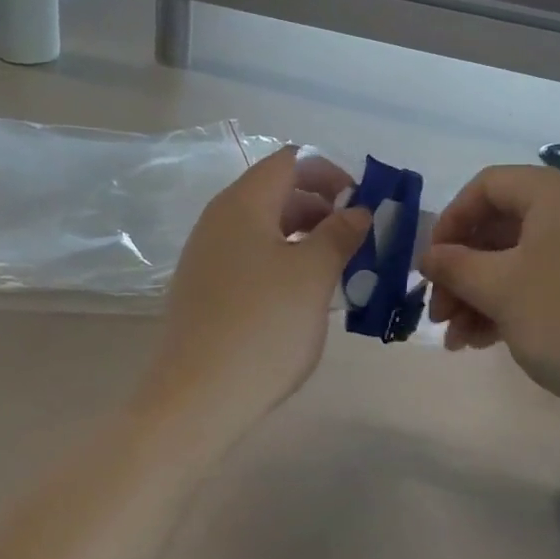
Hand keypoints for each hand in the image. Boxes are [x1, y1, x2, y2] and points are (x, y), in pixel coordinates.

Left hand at [145, 147, 370, 434]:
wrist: (196, 398)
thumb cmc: (263, 326)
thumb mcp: (313, 275)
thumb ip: (340, 233)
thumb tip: (358, 211)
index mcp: (243, 203)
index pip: (290, 161)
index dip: (330, 172)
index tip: (363, 203)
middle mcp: (219, 219)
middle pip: (277, 192)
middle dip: (322, 206)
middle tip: (358, 238)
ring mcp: (207, 255)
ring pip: (265, 227)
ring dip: (305, 236)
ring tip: (339, 267)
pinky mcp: (205, 288)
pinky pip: (250, 256)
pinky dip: (283, 260)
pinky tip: (304, 294)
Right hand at [420, 166, 559, 424]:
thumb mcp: (500, 290)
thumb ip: (454, 266)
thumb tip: (428, 256)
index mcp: (559, 193)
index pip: (487, 186)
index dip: (450, 221)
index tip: (430, 264)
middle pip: (504, 226)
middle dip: (464, 271)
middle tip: (439, 313)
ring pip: (526, 258)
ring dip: (485, 294)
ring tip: (460, 339)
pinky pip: (554, 277)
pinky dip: (519, 302)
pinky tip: (491, 340)